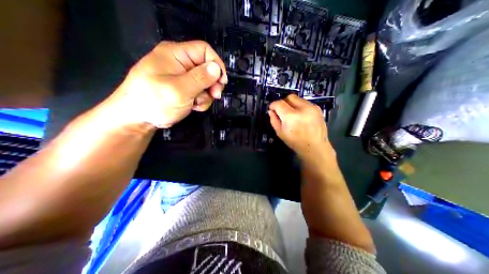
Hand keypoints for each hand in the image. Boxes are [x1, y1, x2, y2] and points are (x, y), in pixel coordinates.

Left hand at [102, 40, 227, 128]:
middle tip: (214, 96)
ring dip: (205, 94)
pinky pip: (197, 90)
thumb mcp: (179, 90)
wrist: (134, 120)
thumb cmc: (153, 101)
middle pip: (206, 66)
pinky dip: (199, 99)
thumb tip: (217, 68)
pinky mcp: (180, 87)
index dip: (216, 64)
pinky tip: (193, 106)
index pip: (204, 50)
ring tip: (196, 104)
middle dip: (211, 83)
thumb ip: (200, 79)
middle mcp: (178, 61)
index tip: (221, 82)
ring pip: (203, 81)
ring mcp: (179, 75)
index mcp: (175, 53)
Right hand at [267, 94, 331, 158]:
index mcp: (291, 116)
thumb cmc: (296, 142)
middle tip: (282, 111)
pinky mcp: (317, 108)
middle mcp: (302, 109)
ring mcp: (311, 107)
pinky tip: (301, 116)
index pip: (279, 103)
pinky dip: (301, 107)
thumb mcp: (280, 133)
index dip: (273, 105)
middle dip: (284, 102)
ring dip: (292, 104)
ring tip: (293, 115)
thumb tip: (271, 111)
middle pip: (289, 97)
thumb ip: (274, 120)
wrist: (315, 147)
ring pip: (298, 99)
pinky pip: (305, 102)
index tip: (272, 109)